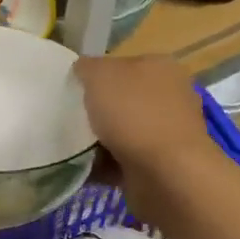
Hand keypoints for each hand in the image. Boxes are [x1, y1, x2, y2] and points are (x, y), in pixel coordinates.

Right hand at [74, 55, 225, 221]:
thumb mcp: (100, 75)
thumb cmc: (134, 114)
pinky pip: (123, 161)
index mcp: (161, 67)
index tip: (74, 90)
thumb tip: (83, 69)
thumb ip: (87, 67)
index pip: (124, 64)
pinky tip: (83, 168)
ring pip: (122, 132)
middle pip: (123, 99)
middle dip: (98, 110)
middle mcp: (170, 97)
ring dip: (98, 141)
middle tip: (69, 118)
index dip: (97, 75)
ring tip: (71, 146)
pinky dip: (104, 166)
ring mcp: (167, 133)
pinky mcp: (160, 165)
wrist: (166, 174)